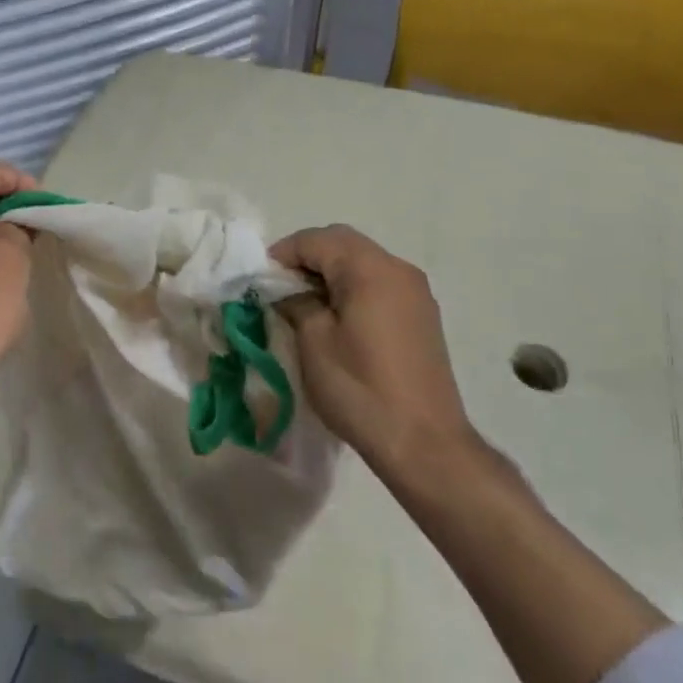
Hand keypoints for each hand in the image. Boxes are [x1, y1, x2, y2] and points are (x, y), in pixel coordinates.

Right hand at [272, 224, 474, 469]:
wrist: (423, 442)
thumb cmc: (360, 388)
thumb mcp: (313, 342)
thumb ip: (296, 302)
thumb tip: (287, 291)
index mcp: (370, 268)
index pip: (316, 240)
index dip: (282, 253)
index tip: (259, 279)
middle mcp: (398, 268)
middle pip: (343, 243)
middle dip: (307, 257)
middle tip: (279, 288)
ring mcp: (415, 291)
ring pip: (362, 261)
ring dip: (330, 272)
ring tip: (304, 303)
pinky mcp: (421, 314)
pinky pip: (379, 283)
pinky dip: (352, 287)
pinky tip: (336, 318)